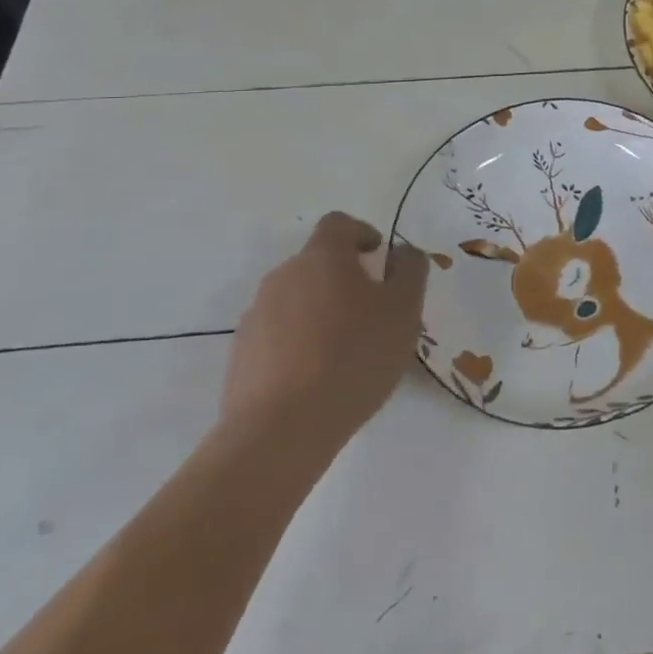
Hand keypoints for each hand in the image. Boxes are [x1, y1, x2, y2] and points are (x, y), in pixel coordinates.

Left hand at [220, 213, 429, 441]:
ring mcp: (256, 316)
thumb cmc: (354, 357)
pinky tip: (318, 378)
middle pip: (317, 263)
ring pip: (297, 300)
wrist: (280, 430)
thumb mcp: (404, 310)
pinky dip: (300, 343)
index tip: (379, 257)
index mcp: (322, 257)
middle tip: (373, 312)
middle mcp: (283, 276)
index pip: (339, 224)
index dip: (362, 233)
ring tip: (347, 351)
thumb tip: (402, 252)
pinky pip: (278, 335)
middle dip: (345, 278)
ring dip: (322, 312)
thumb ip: (410, 270)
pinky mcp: (241, 354)